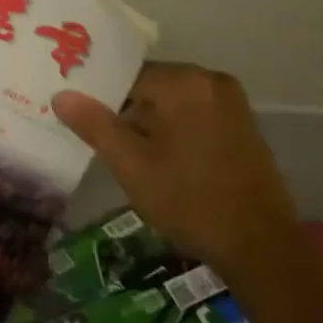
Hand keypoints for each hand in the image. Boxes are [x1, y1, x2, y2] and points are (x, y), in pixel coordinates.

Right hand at [52, 62, 295, 277]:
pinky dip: (177, 131)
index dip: (103, 100)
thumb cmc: (189, 201)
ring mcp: (233, 102)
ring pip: (174, 103)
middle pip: (153, 87)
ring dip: (152, 125)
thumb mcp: (132, 165)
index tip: (86, 125)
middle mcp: (212, 80)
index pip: (128, 76)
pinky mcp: (244, 125)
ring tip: (132, 159)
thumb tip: (62, 94)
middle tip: (108, 147)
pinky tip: (166, 163)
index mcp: (185, 82)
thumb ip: (95, 125)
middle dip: (129, 113)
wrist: (260, 246)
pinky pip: (197, 115)